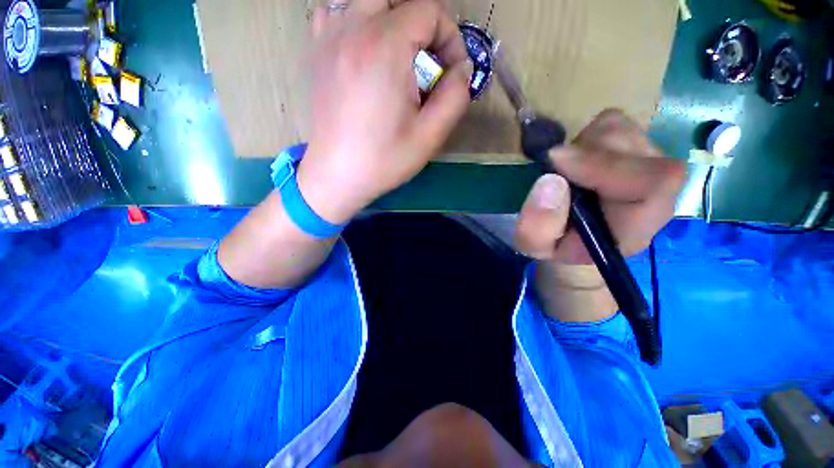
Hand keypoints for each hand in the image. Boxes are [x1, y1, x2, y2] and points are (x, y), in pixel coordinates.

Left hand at [297, 0, 471, 223]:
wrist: (338, 175)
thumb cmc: (384, 160)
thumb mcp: (430, 136)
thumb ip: (455, 96)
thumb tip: (461, 70)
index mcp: (383, 47)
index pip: (429, 10)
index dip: (450, 38)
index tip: (450, 73)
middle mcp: (352, 29)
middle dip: (422, 23)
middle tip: (427, 60)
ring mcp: (328, 37)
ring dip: (390, 18)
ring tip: (399, 55)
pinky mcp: (317, 52)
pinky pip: (337, 12)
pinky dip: (358, 20)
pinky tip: (366, 50)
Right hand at [514, 109, 685, 320]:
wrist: (576, 247)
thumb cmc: (559, 252)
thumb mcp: (536, 249)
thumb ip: (537, 224)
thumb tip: (548, 179)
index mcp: (641, 219)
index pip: (654, 180)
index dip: (606, 165)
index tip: (553, 164)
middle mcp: (655, 186)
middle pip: (634, 140)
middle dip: (589, 150)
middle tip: (557, 170)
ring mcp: (644, 162)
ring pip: (622, 126)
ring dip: (587, 142)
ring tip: (567, 168)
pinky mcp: (629, 150)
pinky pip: (614, 125)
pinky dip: (590, 135)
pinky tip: (578, 159)